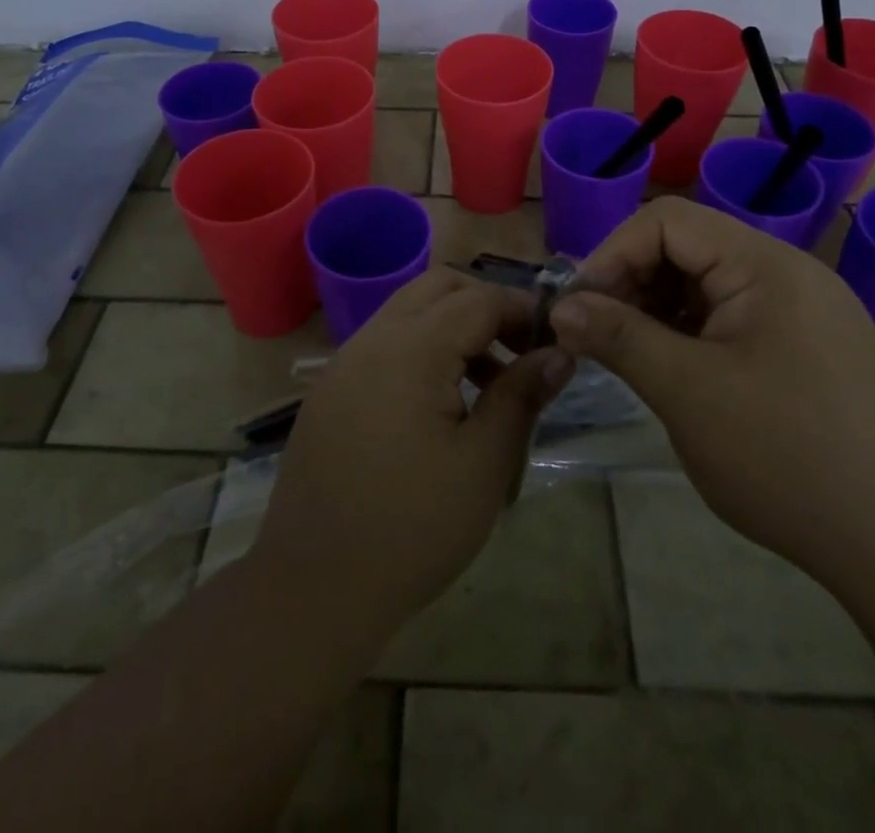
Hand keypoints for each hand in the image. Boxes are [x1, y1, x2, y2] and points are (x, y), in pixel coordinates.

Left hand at [250, 269, 574, 646]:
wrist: (313, 587)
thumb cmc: (413, 528)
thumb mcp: (484, 463)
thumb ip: (522, 395)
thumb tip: (561, 352)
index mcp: (412, 349)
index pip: (479, 299)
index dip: (523, 310)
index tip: (557, 339)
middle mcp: (373, 339)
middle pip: (438, 287)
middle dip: (486, 304)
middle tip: (520, 349)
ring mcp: (345, 362)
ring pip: (409, 311)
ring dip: (454, 326)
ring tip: (489, 383)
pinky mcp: (332, 390)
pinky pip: (385, 344)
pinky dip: (422, 349)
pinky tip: (441, 405)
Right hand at [549, 197, 874, 587]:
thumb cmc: (784, 459)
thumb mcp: (687, 392)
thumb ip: (618, 336)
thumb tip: (561, 307)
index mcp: (766, 265)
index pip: (668, 221)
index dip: (613, 253)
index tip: (579, 305)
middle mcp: (788, 272)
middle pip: (687, 246)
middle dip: (633, 280)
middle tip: (596, 331)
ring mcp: (802, 308)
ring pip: (706, 281)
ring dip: (657, 306)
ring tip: (628, 352)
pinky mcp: (806, 344)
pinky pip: (731, 314)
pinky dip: (690, 330)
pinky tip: (671, 367)